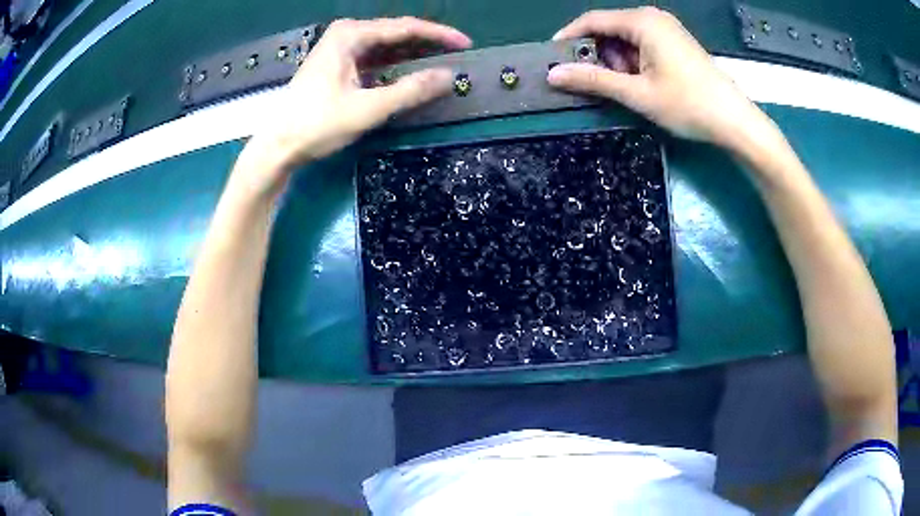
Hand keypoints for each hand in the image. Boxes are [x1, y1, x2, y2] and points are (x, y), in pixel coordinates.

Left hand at [235, 17, 471, 196]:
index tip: (466, 44)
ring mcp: (340, 49)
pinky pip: (375, 58)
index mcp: (351, 35)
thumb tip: (450, 76)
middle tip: (457, 54)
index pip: (405, 28)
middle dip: (427, 43)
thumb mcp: (367, 108)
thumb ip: (410, 90)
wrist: (277, 146)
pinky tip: (411, 72)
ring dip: (412, 54)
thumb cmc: (316, 124)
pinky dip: (395, 65)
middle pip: (396, 33)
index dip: (439, 35)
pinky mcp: (338, 65)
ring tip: (441, 62)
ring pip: (386, 46)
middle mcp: (346, 34)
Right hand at [547, 8, 770, 146]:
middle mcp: (653, 18)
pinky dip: (633, 63)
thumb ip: (594, 80)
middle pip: (609, 28)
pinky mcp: (676, 43)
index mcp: (642, 21)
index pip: (592, 20)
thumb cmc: (688, 104)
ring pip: (626, 39)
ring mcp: (667, 30)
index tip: (554, 59)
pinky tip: (640, 83)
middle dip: (597, 54)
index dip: (570, 38)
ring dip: (616, 61)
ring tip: (623, 88)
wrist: (735, 122)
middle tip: (593, 82)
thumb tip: (554, 75)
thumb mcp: (637, 93)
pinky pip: (643, 45)